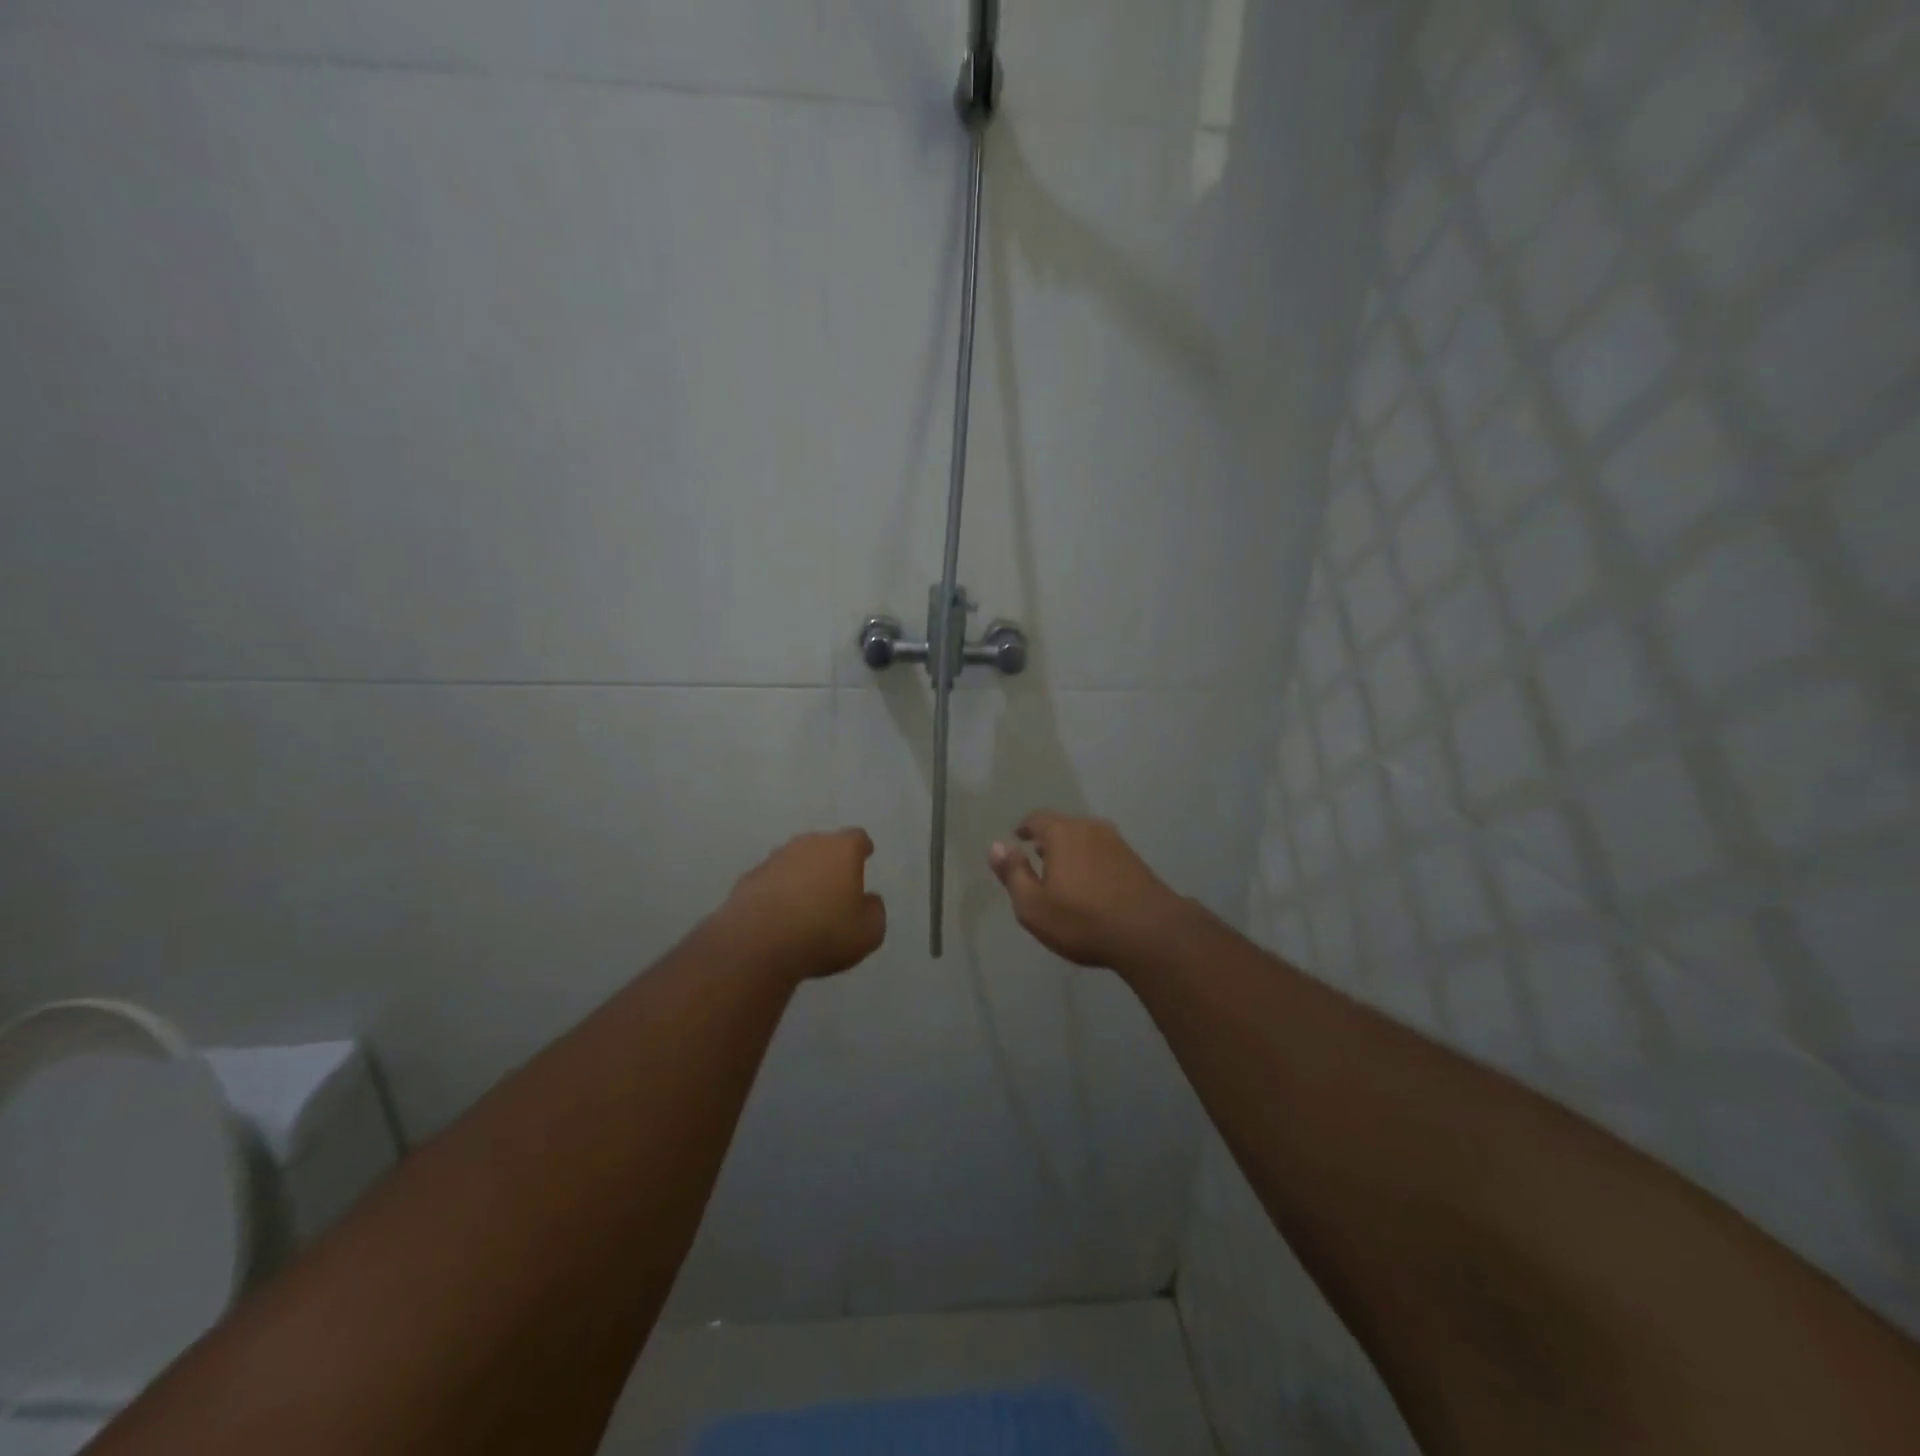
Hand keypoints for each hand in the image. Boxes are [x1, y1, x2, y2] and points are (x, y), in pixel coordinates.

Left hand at [722, 829, 886, 980]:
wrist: (757, 944)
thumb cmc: (824, 933)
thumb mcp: (868, 932)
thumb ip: (874, 911)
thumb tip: (868, 900)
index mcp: (842, 850)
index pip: (857, 838)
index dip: (862, 848)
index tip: (865, 855)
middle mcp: (808, 845)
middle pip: (823, 845)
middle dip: (830, 861)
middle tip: (836, 885)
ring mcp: (774, 859)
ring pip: (795, 861)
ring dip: (802, 875)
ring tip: (805, 903)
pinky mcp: (748, 879)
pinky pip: (771, 881)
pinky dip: (777, 892)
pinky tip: (779, 916)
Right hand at [987, 812, 1187, 970]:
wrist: (1150, 933)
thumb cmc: (1082, 919)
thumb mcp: (1033, 905)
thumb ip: (1013, 873)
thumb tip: (996, 846)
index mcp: (1062, 832)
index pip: (1037, 818)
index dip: (1024, 828)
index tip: (1018, 839)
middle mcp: (1091, 828)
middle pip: (1063, 826)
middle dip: (1048, 840)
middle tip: (1038, 858)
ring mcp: (1118, 843)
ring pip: (1086, 839)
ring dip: (1072, 851)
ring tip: (1064, 873)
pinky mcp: (1136, 861)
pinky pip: (1104, 853)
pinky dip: (1092, 862)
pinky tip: (1092, 885)